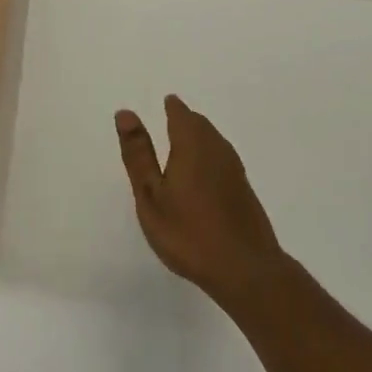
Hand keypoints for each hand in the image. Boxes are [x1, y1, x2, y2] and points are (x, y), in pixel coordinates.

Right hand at [115, 95, 287, 306]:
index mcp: (192, 145)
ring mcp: (235, 171)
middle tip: (172, 118)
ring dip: (199, 137)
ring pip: (214, 141)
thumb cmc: (188, 232)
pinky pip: (222, 160)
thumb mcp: (151, 195)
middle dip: (186, 119)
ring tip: (183, 145)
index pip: (181, 114)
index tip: (165, 103)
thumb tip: (126, 113)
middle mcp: (217, 150)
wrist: (245, 269)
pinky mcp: (244, 191)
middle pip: (201, 125)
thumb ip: (138, 154)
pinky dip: (209, 157)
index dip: (172, 108)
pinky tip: (202, 175)